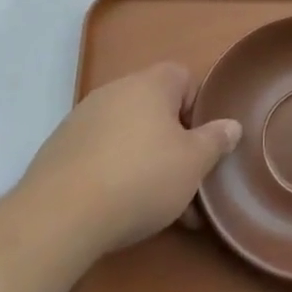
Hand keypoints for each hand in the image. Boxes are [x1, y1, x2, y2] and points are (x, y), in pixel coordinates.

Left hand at [18, 62, 240, 260]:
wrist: (61, 214)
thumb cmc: (141, 178)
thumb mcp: (193, 163)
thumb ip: (215, 140)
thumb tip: (231, 124)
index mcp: (150, 84)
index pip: (183, 77)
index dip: (197, 108)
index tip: (201, 143)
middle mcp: (115, 90)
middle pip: (155, 108)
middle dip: (173, 142)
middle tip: (185, 181)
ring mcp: (82, 118)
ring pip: (128, 134)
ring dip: (145, 161)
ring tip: (156, 207)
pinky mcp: (60, 148)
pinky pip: (100, 152)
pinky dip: (114, 172)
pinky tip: (118, 208)